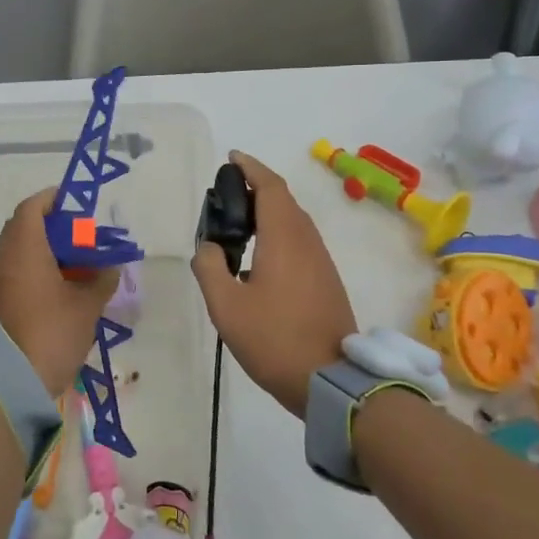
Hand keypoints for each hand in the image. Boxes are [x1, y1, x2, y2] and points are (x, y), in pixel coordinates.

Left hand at [0, 189, 118, 398]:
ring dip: (43, 249)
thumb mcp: (86, 307)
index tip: (75, 202)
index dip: (52, 199)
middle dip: (51, 225)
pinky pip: (14, 272)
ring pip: (18, 251)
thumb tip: (111, 268)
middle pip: (23, 227)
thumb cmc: (52, 333)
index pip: (32, 208)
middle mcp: (4, 259)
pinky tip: (59, 285)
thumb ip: (101, 281)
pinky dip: (34, 268)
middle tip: (80, 234)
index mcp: (24, 249)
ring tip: (74, 261)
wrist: (11, 382)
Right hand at [191, 151, 355, 418]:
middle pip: (284, 201)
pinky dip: (278, 233)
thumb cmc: (274, 339)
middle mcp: (307, 242)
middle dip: (257, 188)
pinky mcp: (326, 281)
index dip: (251, 168)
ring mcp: (321, 262)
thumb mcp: (226, 306)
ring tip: (239, 223)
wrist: (330, 380)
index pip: (270, 187)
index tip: (232, 159)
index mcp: (284, 238)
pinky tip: (259, 256)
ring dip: (269, 212)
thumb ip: (210, 268)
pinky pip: (300, 242)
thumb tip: (208, 248)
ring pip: (294, 222)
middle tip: (227, 194)